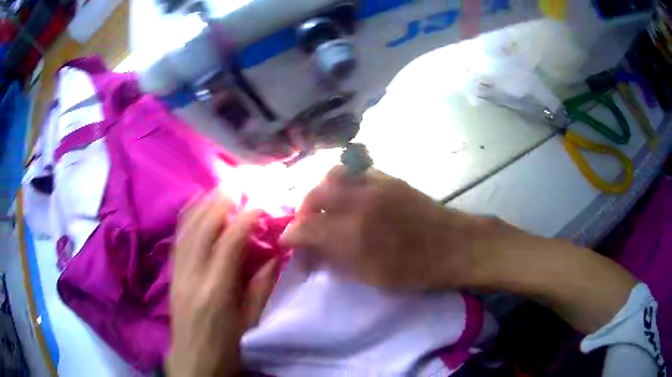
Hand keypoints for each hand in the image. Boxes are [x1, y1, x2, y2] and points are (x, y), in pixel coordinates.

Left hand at [166, 191, 276, 376]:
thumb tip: (273, 254)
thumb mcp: (251, 319)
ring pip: (188, 226)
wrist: (193, 356)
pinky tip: (197, 202)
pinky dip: (188, 214)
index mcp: (217, 289)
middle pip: (204, 226)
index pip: (230, 242)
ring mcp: (178, 270)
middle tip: (240, 180)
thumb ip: (262, 285)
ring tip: (221, 186)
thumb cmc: (227, 343)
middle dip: (222, 199)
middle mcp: (193, 273)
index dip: (246, 217)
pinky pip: (178, 234)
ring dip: (205, 202)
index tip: (260, 199)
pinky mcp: (172, 271)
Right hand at [280, 166, 515, 290]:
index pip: (306, 227)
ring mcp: (376, 184)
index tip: (289, 243)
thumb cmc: (416, 270)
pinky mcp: (390, 178)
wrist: (454, 245)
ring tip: (324, 206)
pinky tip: (348, 196)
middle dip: (302, 210)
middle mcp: (360, 201)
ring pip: (333, 174)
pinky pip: (356, 171)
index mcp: (354, 233)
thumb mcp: (371, 277)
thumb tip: (312, 252)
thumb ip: (337, 261)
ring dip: (321, 190)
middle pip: (314, 194)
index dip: (291, 235)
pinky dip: (343, 181)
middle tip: (306, 225)